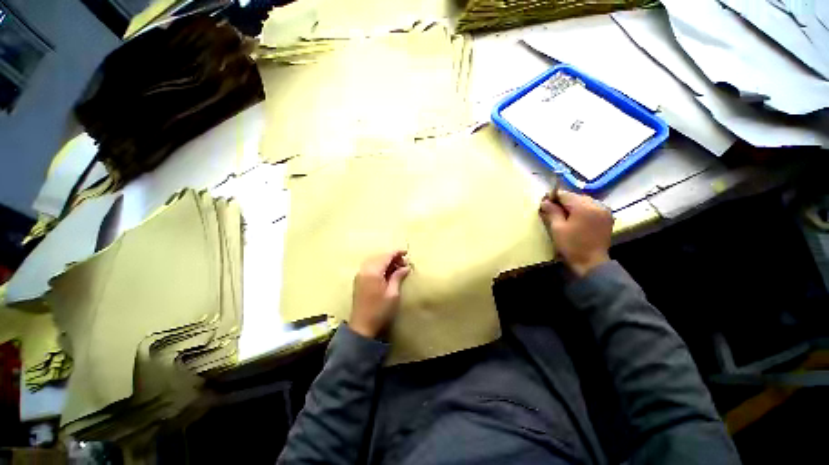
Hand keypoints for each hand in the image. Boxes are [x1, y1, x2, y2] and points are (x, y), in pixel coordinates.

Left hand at [349, 251, 410, 338]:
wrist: (362, 326)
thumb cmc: (380, 310)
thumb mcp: (393, 293)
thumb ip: (398, 277)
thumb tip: (406, 267)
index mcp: (373, 272)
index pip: (386, 256)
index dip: (397, 253)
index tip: (407, 253)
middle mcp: (364, 270)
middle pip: (380, 257)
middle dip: (392, 257)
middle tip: (404, 263)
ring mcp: (360, 275)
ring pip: (375, 261)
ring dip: (386, 261)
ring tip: (398, 268)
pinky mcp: (359, 280)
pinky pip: (370, 267)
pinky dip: (380, 266)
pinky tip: (388, 273)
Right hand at [539, 190, 613, 276]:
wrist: (591, 263)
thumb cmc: (572, 245)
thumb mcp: (557, 228)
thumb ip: (552, 211)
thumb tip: (545, 201)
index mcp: (584, 206)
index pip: (565, 194)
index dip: (552, 197)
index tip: (543, 204)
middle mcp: (597, 204)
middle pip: (574, 197)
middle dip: (562, 202)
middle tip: (550, 211)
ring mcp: (604, 211)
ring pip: (583, 202)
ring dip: (572, 207)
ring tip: (562, 216)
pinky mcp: (606, 218)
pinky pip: (591, 208)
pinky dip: (581, 211)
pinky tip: (575, 220)